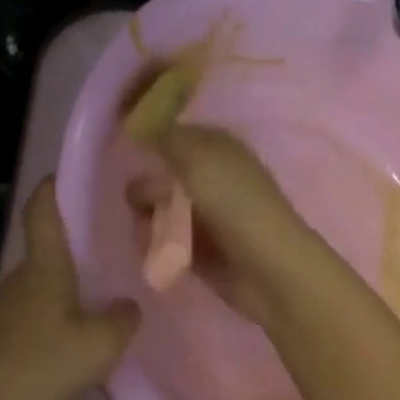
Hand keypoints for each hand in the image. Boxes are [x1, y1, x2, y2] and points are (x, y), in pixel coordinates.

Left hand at [0, 180, 139, 399]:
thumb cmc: (43, 367)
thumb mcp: (102, 344)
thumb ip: (123, 319)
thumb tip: (128, 305)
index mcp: (44, 268)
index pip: (43, 210)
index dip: (55, 185)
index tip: (78, 172)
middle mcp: (21, 280)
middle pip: (47, 245)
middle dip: (78, 236)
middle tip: (117, 236)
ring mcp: (7, 310)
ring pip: (44, 280)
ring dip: (70, 276)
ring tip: (107, 283)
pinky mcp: (2, 338)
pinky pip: (38, 308)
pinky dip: (61, 306)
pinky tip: (82, 328)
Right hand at [128, 125, 317, 325]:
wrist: (268, 269)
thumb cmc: (236, 205)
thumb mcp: (198, 158)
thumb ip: (166, 138)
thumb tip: (142, 130)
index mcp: (217, 148)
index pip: (173, 136)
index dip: (150, 143)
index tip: (131, 155)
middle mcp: (211, 178)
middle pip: (160, 176)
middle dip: (148, 190)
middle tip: (151, 203)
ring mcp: (204, 216)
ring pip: (157, 210)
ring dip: (148, 221)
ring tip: (155, 234)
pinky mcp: (198, 250)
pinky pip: (163, 241)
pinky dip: (157, 245)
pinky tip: (161, 252)